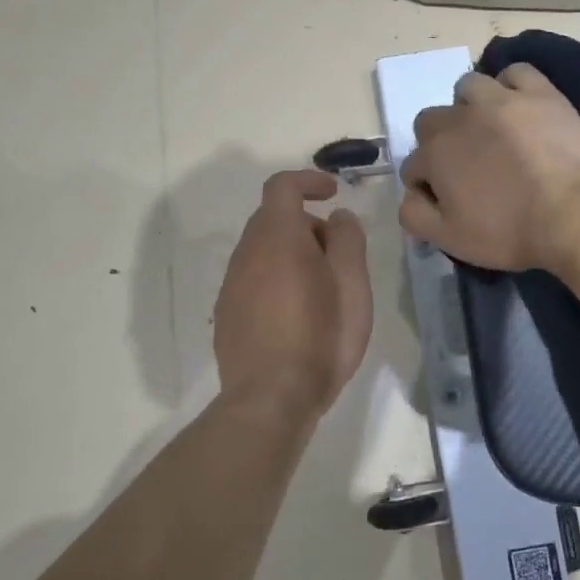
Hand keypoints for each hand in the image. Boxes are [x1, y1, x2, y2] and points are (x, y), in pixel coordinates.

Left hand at [214, 170, 372, 421]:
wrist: (271, 398)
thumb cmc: (322, 336)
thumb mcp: (353, 284)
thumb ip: (347, 240)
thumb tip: (338, 218)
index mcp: (278, 237)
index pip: (283, 187)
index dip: (308, 181)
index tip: (333, 192)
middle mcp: (247, 253)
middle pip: (273, 219)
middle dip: (307, 225)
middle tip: (338, 254)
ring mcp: (231, 285)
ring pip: (262, 251)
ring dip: (291, 254)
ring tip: (321, 290)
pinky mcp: (227, 314)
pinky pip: (253, 280)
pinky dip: (276, 280)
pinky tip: (297, 315)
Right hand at [399, 65, 579, 273]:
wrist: (573, 215)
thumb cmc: (508, 232)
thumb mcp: (448, 239)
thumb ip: (414, 215)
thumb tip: (409, 195)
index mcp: (434, 154)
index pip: (413, 166)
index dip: (426, 186)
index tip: (447, 201)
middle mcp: (459, 117)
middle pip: (432, 121)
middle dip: (440, 142)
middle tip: (467, 167)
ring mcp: (501, 99)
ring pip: (468, 88)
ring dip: (469, 107)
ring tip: (491, 131)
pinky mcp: (540, 93)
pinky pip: (516, 73)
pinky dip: (511, 86)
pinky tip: (519, 105)